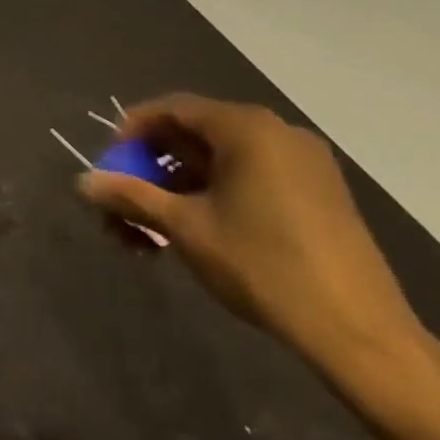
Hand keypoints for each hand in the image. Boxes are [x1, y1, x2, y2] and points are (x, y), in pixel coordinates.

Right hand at [75, 93, 428, 380]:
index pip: (172, 109)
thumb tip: (82, 182)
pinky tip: (189, 235)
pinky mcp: (316, 194)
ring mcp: (302, 164)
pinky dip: (210, 197)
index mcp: (247, 129)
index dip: (130, 132)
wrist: (357, 330)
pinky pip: (247, 178)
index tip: (106, 166)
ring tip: (146, 236)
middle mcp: (277, 133)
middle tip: (120, 208)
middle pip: (193, 136)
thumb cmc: (262, 265)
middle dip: (148, 171)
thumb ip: (130, 197)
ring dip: (174, 191)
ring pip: (218, 162)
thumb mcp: (184, 228)